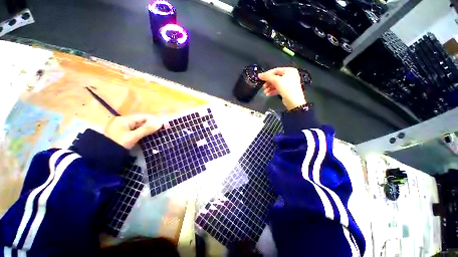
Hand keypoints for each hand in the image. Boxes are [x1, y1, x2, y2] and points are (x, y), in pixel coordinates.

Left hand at [104, 115, 163, 148]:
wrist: (101, 158)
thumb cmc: (117, 145)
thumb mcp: (133, 137)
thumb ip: (146, 129)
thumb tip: (161, 122)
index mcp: (124, 119)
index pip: (143, 117)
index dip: (154, 120)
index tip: (164, 125)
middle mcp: (123, 122)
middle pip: (141, 122)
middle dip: (151, 126)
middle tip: (161, 131)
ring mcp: (122, 128)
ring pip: (139, 127)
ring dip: (147, 130)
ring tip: (157, 134)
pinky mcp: (123, 135)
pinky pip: (135, 132)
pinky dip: (142, 134)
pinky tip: (148, 137)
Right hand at [258, 67, 306, 109]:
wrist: (294, 101)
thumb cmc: (288, 89)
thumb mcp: (276, 81)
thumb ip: (267, 77)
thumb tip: (259, 75)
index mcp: (289, 71)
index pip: (276, 70)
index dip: (267, 74)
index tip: (261, 78)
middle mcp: (289, 76)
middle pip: (275, 78)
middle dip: (268, 83)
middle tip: (263, 86)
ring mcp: (288, 83)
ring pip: (276, 84)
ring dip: (269, 88)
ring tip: (265, 92)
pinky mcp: (286, 90)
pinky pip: (278, 89)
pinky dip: (272, 91)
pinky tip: (268, 94)